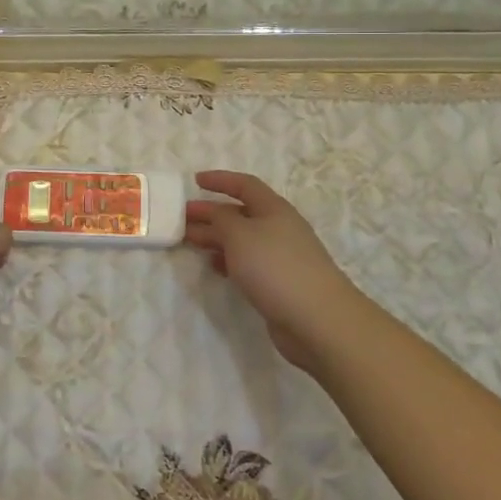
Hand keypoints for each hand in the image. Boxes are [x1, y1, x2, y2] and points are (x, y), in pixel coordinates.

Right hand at [184, 171, 366, 369]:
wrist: (317, 319)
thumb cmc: (275, 267)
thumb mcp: (239, 235)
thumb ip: (220, 219)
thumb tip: (213, 212)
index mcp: (274, 209)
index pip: (245, 185)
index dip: (220, 180)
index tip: (195, 181)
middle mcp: (279, 228)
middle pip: (240, 213)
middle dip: (211, 213)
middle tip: (182, 218)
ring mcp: (281, 257)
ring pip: (242, 239)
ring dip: (216, 238)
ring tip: (190, 242)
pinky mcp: (279, 283)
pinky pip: (248, 263)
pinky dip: (228, 260)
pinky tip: (214, 266)